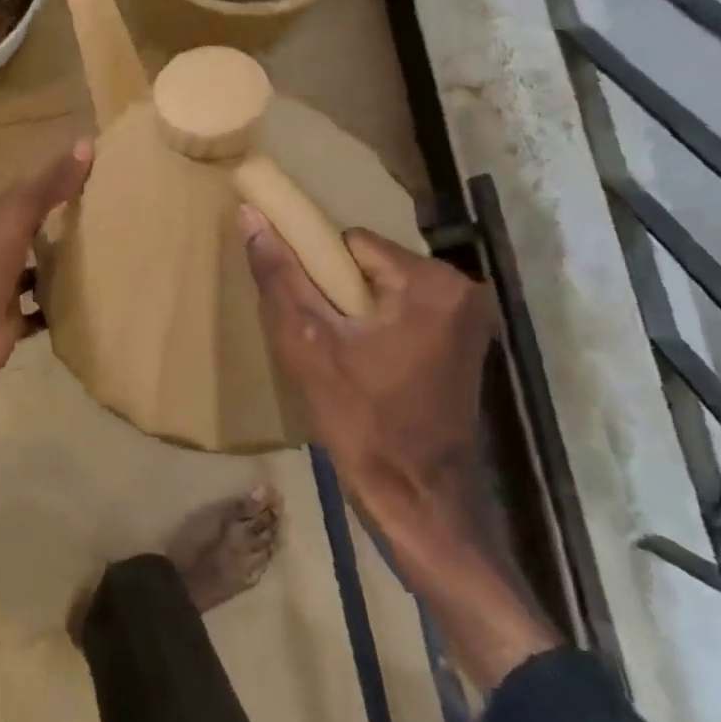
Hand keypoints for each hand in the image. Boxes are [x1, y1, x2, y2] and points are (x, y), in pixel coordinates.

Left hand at [0, 139, 93, 413]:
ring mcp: (5, 286)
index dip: (60, 177)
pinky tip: (89, 304)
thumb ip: (49, 186)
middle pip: (37, 228)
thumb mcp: (17, 218)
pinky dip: (60, 306)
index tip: (98, 170)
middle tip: (112, 214)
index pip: (33, 189)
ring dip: (64, 264)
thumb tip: (85, 144)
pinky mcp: (12, 321)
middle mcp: (1, 248)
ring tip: (106, 257)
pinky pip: (41, 309)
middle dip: (66, 221)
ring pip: (39, 268)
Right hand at [240, 210, 496, 554]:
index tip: (305, 309)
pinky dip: (378, 325)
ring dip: (356, 309)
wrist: (420, 505)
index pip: (351, 243)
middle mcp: (463, 290)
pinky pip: (405, 310)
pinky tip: (361, 360)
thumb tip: (250, 215)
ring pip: (385, 288)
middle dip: (338, 291)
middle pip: (371, 264)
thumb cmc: (363, 423)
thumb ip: (279, 276)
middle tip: (318, 334)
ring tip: (336, 350)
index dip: (318, 271)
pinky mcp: (465, 343)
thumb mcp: (307, 345)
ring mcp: (470, 319)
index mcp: (431, 283)